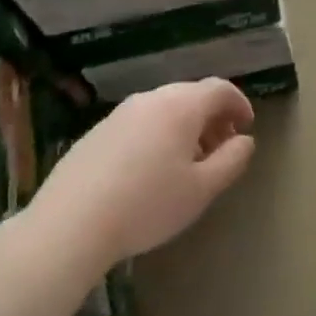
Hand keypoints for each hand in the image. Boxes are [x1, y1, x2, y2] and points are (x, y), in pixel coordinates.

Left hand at [28, 79, 255, 271]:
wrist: (69, 226)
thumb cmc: (148, 205)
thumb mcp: (203, 188)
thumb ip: (232, 159)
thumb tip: (244, 141)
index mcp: (181, 106)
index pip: (220, 89)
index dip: (239, 104)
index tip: (246, 128)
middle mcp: (150, 100)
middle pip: (191, 95)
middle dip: (212, 117)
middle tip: (221, 147)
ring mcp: (119, 115)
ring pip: (164, 109)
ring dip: (185, 127)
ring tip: (188, 163)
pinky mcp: (95, 133)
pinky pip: (139, 123)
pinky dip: (157, 135)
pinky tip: (150, 171)